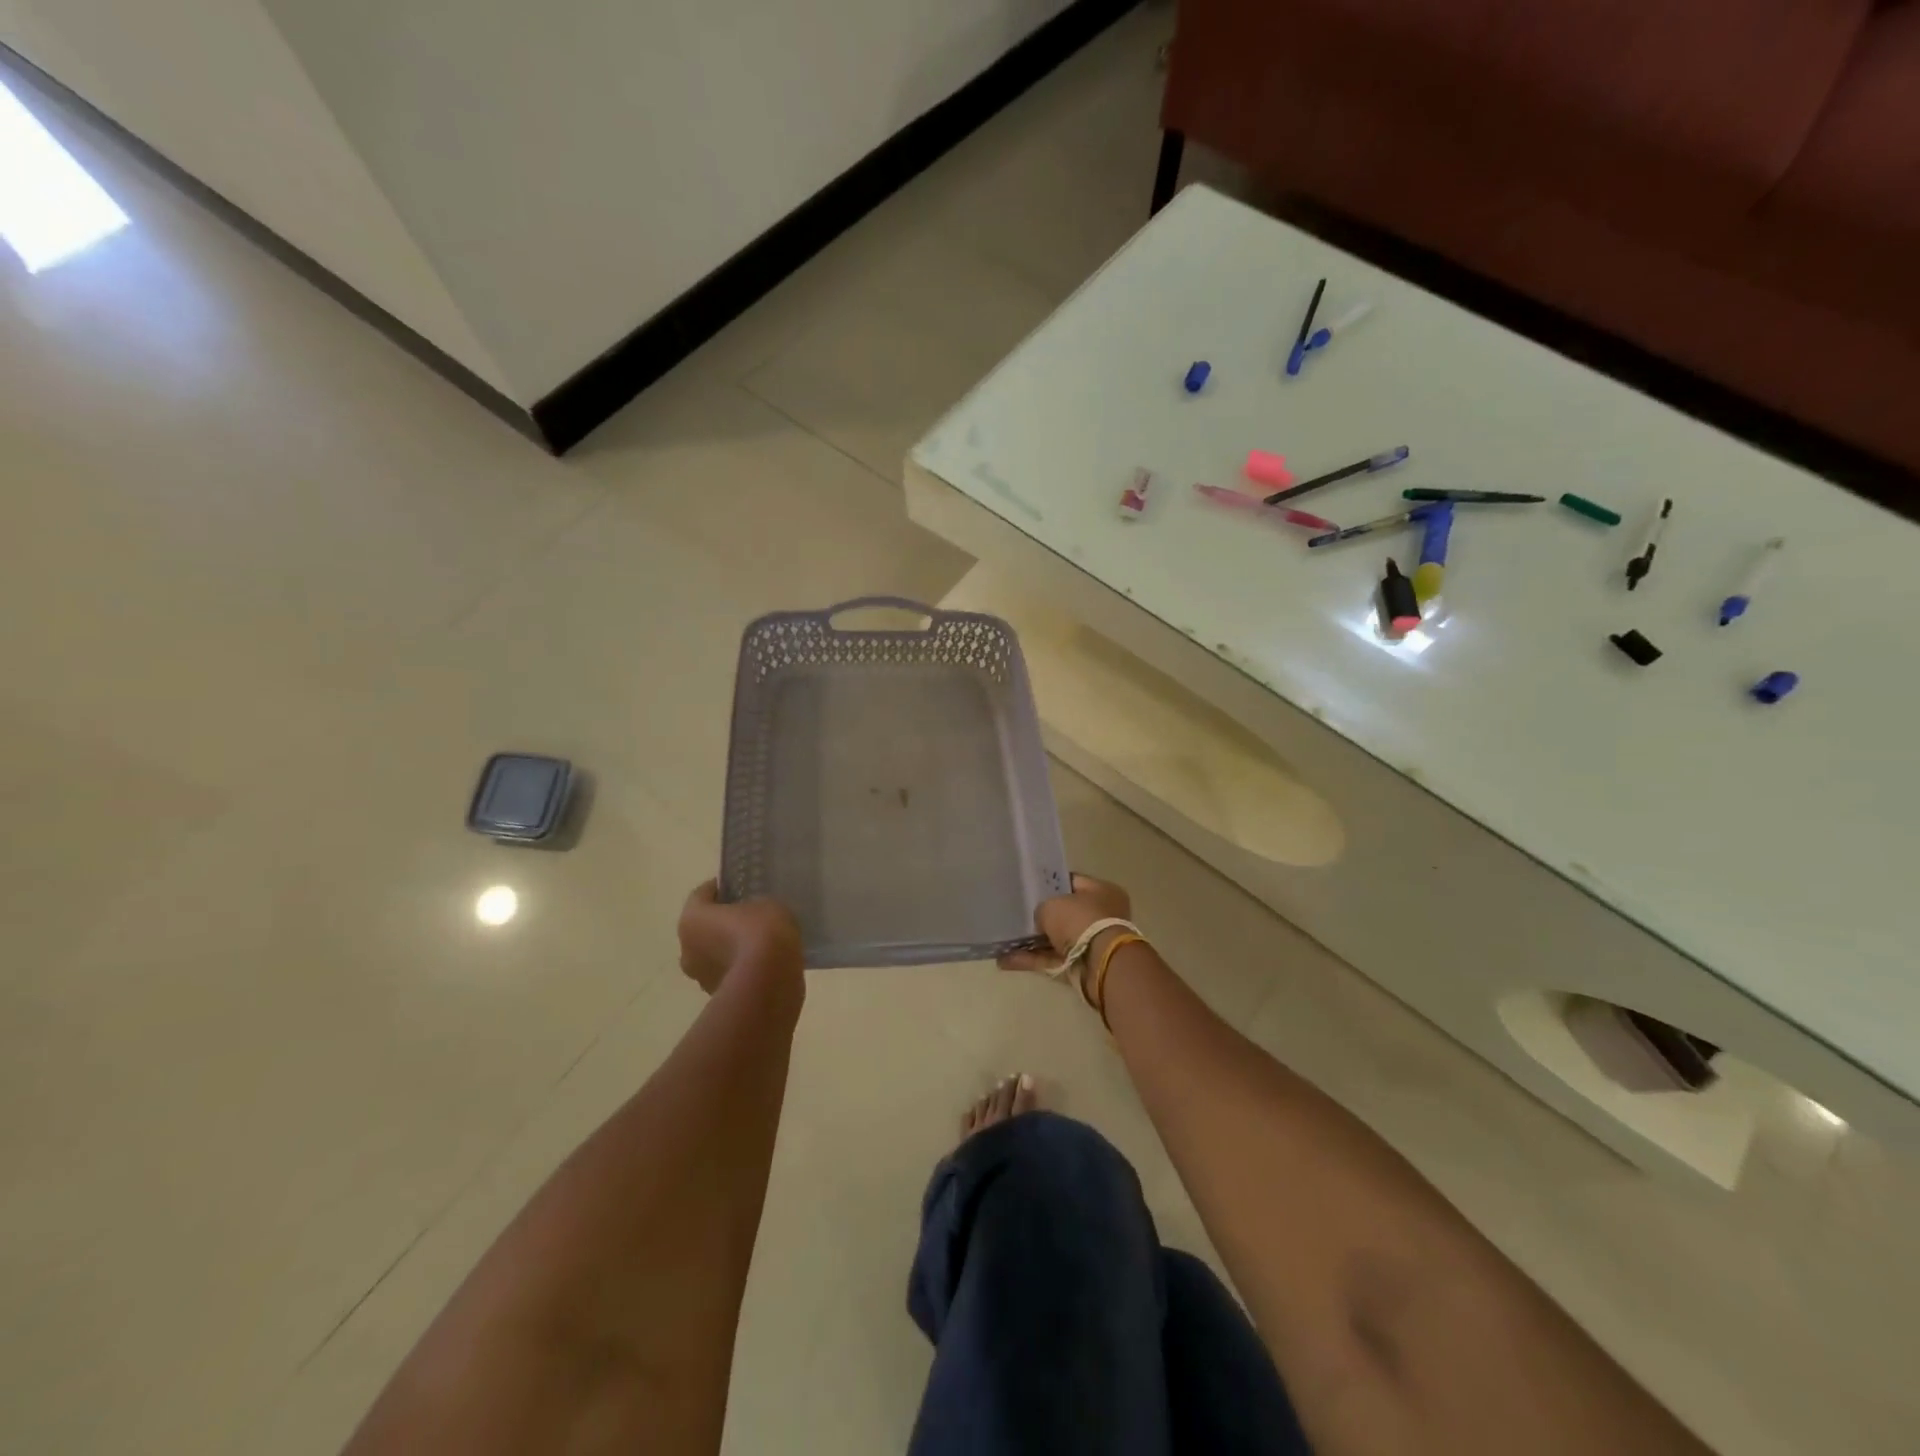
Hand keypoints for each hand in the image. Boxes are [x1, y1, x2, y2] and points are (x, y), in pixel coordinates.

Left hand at [678, 881, 803, 996]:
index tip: (738, 886)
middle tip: (750, 916)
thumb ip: (755, 906)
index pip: (702, 895)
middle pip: (703, 927)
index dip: (720, 888)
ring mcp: (700, 976)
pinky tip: (763, 964)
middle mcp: (687, 948)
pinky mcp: (716, 997)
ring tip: (759, 944)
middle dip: (722, 922)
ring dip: (729, 948)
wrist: (769, 983)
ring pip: (713, 954)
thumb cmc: (761, 933)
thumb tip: (754, 915)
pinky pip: (727, 973)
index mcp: (692, 918)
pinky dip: (740, 968)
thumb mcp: (767, 904)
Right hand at [997, 873, 1132, 972]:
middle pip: (1065, 913)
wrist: (1099, 963)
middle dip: (1042, 916)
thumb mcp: (1053, 904)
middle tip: (1018, 914)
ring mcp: (1090, 943)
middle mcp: (1101, 916)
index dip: (1050, 884)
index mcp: (1102, 892)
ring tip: (1005, 940)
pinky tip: (1005, 959)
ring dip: (1032, 942)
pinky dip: (1031, 960)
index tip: (1030, 886)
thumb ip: (1042, 909)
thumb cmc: (1079, 920)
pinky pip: (1051, 960)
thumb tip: (1040, 921)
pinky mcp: (1080, 966)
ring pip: (1056, 939)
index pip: (1073, 882)